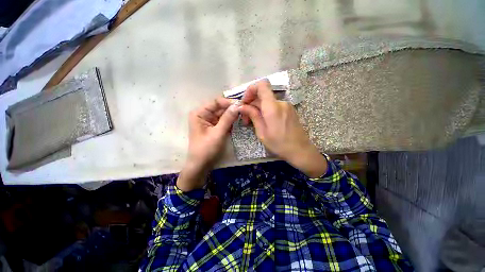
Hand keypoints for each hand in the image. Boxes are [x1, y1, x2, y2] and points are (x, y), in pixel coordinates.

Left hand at [177, 98, 238, 190]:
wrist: (201, 166)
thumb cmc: (206, 150)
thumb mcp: (218, 133)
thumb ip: (227, 119)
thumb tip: (237, 105)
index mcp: (200, 113)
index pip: (216, 102)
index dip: (228, 102)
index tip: (241, 105)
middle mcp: (204, 114)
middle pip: (220, 107)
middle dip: (232, 109)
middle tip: (245, 110)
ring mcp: (210, 121)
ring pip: (224, 114)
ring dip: (233, 115)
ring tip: (244, 116)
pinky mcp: (215, 127)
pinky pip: (224, 121)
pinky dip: (231, 122)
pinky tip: (239, 122)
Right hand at [238, 80, 326, 177]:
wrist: (301, 150)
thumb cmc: (279, 144)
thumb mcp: (262, 132)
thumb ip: (253, 116)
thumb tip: (242, 106)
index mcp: (272, 107)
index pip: (261, 85)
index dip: (251, 90)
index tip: (245, 102)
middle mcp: (280, 102)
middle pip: (262, 95)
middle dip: (251, 104)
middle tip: (246, 120)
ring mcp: (286, 105)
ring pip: (267, 101)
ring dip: (258, 109)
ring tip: (255, 123)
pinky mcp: (289, 110)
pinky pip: (274, 106)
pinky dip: (266, 110)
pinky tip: (265, 122)